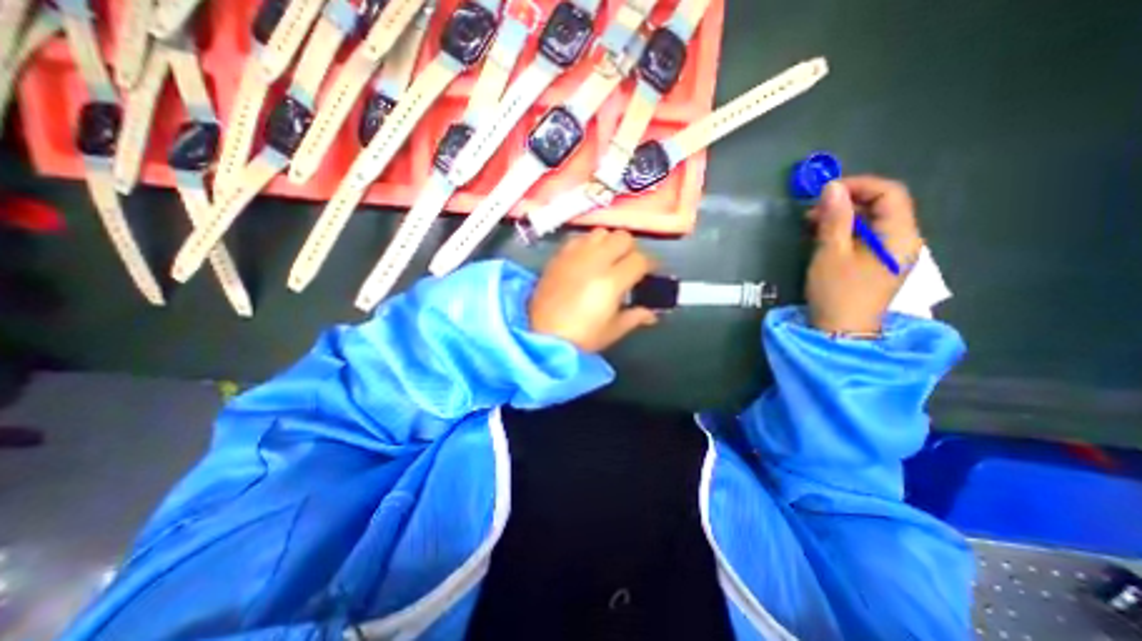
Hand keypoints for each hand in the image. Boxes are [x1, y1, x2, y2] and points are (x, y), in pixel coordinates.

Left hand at [527, 228, 655, 352]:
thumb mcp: (613, 330)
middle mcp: (595, 261)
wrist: (541, 336)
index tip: (649, 273)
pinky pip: (579, 239)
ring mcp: (574, 256)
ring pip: (601, 232)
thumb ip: (635, 317)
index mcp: (612, 281)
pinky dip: (588, 244)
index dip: (649, 265)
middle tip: (628, 265)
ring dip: (609, 243)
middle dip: (630, 250)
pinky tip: (586, 260)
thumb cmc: (581, 338)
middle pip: (622, 237)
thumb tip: (652, 314)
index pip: (640, 260)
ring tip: (607, 259)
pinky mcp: (558, 256)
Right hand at [806, 176, 920, 335]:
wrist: (841, 331)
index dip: (859, 185)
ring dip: (843, 216)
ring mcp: (891, 253)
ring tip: (812, 222)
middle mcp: (903, 240)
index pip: (890, 194)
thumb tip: (832, 188)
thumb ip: (834, 219)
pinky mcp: (877, 264)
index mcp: (899, 236)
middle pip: (882, 206)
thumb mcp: (830, 254)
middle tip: (813, 209)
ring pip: (872, 222)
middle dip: (847, 201)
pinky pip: (866, 237)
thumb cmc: (837, 292)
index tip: (826, 191)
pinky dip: (845, 231)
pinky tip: (823, 236)